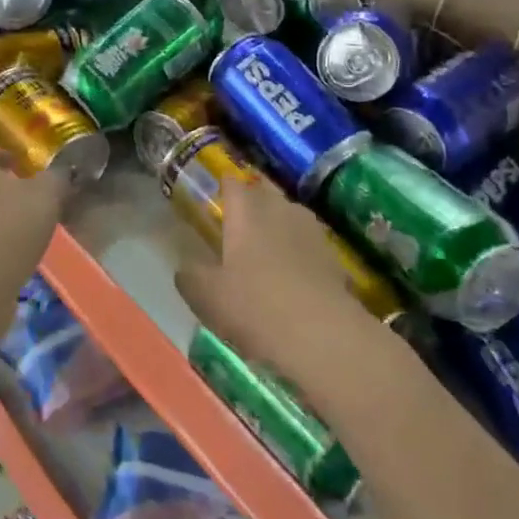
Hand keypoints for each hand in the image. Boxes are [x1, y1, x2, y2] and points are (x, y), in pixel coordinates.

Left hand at [0, 147, 69, 334]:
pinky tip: (28, 247)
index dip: (7, 156)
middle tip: (41, 195)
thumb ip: (56, 178)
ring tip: (40, 223)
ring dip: (11, 214)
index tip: (27, 166)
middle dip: (12, 187)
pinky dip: (7, 238)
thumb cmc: (12, 226)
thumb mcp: (46, 195)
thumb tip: (62, 170)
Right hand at [175, 176, 381, 389]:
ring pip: (290, 215)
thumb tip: (185, 267)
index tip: (216, 192)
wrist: (322, 335)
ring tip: (265, 246)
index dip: (224, 185)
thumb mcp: (206, 296)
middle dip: (252, 201)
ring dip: (277, 225)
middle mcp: (280, 210)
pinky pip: (308, 243)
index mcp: (246, 212)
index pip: (233, 183)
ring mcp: (311, 231)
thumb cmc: (255, 306)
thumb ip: (190, 276)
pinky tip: (291, 274)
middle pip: (264, 193)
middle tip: (238, 220)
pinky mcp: (333, 256)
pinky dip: (298, 251)